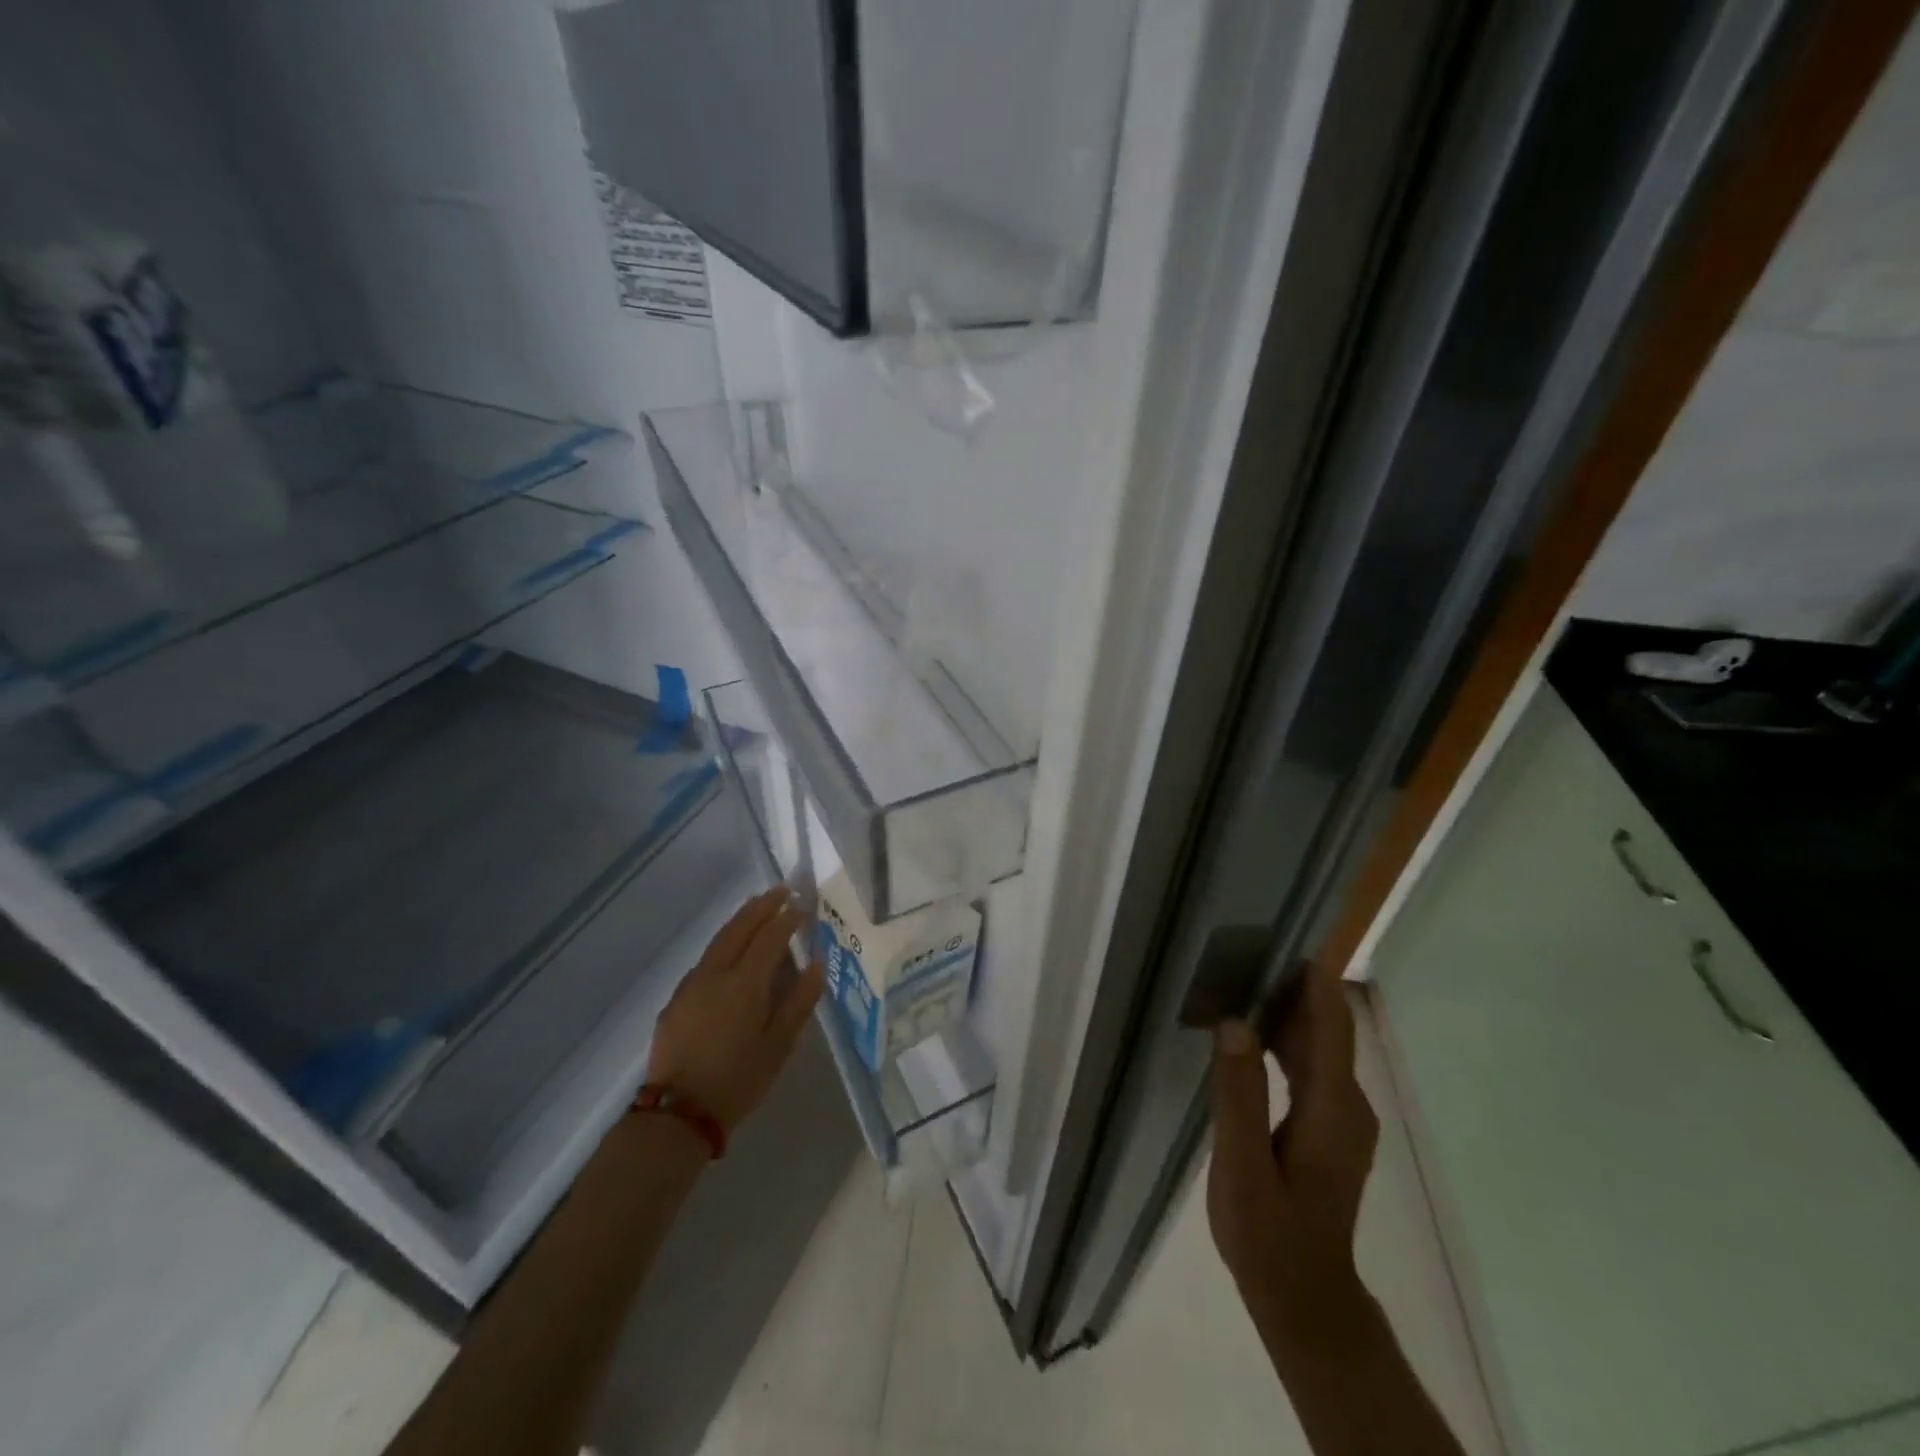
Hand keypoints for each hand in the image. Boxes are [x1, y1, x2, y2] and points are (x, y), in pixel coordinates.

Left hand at [646, 888, 825, 1133]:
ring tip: (759, 907)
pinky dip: (726, 940)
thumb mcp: (780, 1045)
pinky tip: (733, 947)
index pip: (770, 936)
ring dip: (742, 919)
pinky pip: (706, 957)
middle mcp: (715, 973)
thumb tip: (817, 963)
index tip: (803, 906)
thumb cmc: (739, 1080)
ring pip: (719, 938)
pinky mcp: (677, 998)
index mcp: (745, 983)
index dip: (788, 918)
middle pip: (740, 927)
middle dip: (762, 905)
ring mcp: (691, 983)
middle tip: (783, 890)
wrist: (679, 1113)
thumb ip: (800, 1000)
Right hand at [1207, 963, 1379, 1330]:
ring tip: (1239, 981)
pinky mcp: (1330, 1128)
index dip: (1313, 981)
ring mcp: (1343, 1118)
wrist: (1304, 1297)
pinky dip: (1285, 1041)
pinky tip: (1251, 1035)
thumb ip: (1239, 1094)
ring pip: (1319, 1047)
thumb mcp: (1242, 1166)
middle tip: (1242, 953)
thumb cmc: (1269, 1234)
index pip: (1331, 1025)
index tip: (1283, 939)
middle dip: (1291, 988)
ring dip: (1286, 1013)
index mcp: (1332, 1107)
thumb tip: (1234, 1023)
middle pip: (1326, 1030)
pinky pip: (1312, 1068)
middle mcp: (1348, 1104)